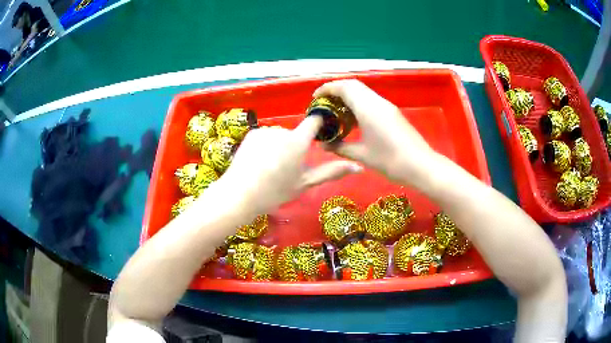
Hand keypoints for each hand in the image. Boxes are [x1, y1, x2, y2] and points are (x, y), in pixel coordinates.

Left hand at [220, 116, 362, 214]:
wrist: (241, 194)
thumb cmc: (276, 191)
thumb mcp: (305, 183)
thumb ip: (332, 172)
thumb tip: (359, 167)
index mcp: (299, 141)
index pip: (314, 121)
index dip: (319, 125)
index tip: (319, 133)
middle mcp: (283, 130)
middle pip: (295, 133)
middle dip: (294, 146)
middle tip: (286, 167)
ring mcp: (265, 131)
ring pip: (278, 135)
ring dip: (278, 145)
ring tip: (269, 167)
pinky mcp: (252, 133)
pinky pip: (264, 136)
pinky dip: (264, 145)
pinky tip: (258, 161)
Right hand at [314, 79, 437, 185]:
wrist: (420, 165)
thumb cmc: (390, 160)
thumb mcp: (362, 155)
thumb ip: (340, 147)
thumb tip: (323, 145)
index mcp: (367, 108)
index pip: (344, 87)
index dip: (327, 89)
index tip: (315, 98)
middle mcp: (377, 101)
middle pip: (353, 85)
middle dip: (336, 90)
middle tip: (324, 104)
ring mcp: (386, 106)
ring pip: (363, 92)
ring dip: (348, 97)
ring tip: (336, 112)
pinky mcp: (392, 113)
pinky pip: (371, 101)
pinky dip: (358, 104)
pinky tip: (354, 120)